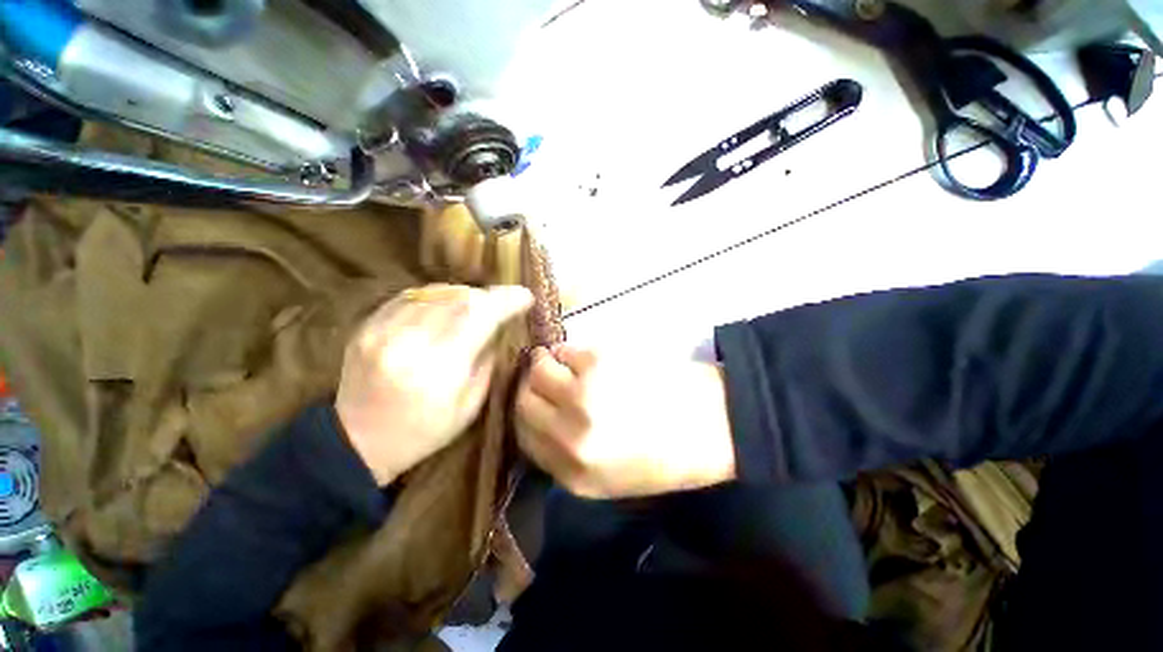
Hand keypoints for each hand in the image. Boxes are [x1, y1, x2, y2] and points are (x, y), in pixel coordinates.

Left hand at [336, 284, 532, 485]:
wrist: (356, 442)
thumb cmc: (423, 431)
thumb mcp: (469, 406)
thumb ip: (487, 361)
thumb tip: (499, 327)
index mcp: (438, 369)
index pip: (478, 317)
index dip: (505, 301)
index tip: (525, 296)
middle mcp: (407, 343)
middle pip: (458, 299)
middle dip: (488, 296)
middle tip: (503, 301)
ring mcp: (381, 331)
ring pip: (434, 293)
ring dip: (464, 294)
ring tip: (478, 304)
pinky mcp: (366, 327)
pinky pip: (410, 297)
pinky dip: (436, 296)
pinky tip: (446, 306)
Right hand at [515, 346, 736, 498]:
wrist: (713, 426)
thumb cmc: (665, 453)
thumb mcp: (608, 479)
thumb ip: (565, 457)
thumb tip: (539, 418)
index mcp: (574, 475)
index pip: (523, 437)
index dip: (526, 413)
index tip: (535, 400)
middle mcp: (570, 438)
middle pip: (523, 401)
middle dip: (531, 386)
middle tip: (547, 377)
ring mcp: (582, 397)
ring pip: (537, 370)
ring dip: (547, 363)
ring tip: (566, 364)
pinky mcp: (597, 363)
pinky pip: (565, 350)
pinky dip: (570, 351)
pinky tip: (588, 357)